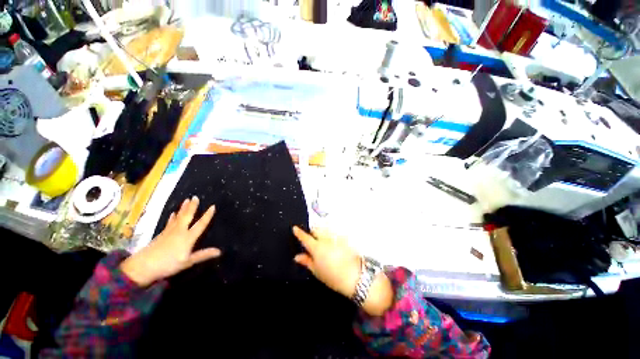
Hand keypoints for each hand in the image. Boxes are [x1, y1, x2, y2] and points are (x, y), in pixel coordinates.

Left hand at [121, 196, 220, 286]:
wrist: (143, 266)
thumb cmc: (168, 265)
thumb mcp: (188, 262)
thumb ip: (203, 255)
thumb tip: (220, 251)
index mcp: (188, 237)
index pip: (200, 224)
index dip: (207, 216)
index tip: (212, 206)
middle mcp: (180, 231)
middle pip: (187, 216)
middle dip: (192, 207)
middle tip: (195, 197)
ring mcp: (169, 231)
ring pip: (178, 217)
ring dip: (183, 208)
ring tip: (186, 200)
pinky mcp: (162, 234)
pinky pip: (170, 222)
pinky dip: (172, 217)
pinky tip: (173, 213)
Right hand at [292, 227, 393, 315]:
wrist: (355, 276)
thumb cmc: (333, 277)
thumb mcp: (317, 271)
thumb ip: (306, 261)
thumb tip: (297, 256)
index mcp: (316, 248)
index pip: (305, 237)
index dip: (298, 232)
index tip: (294, 228)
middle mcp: (325, 239)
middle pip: (316, 229)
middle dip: (312, 231)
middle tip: (312, 238)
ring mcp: (335, 237)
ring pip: (325, 228)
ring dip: (322, 231)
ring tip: (323, 239)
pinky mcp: (344, 237)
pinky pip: (335, 232)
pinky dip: (332, 234)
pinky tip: (334, 241)